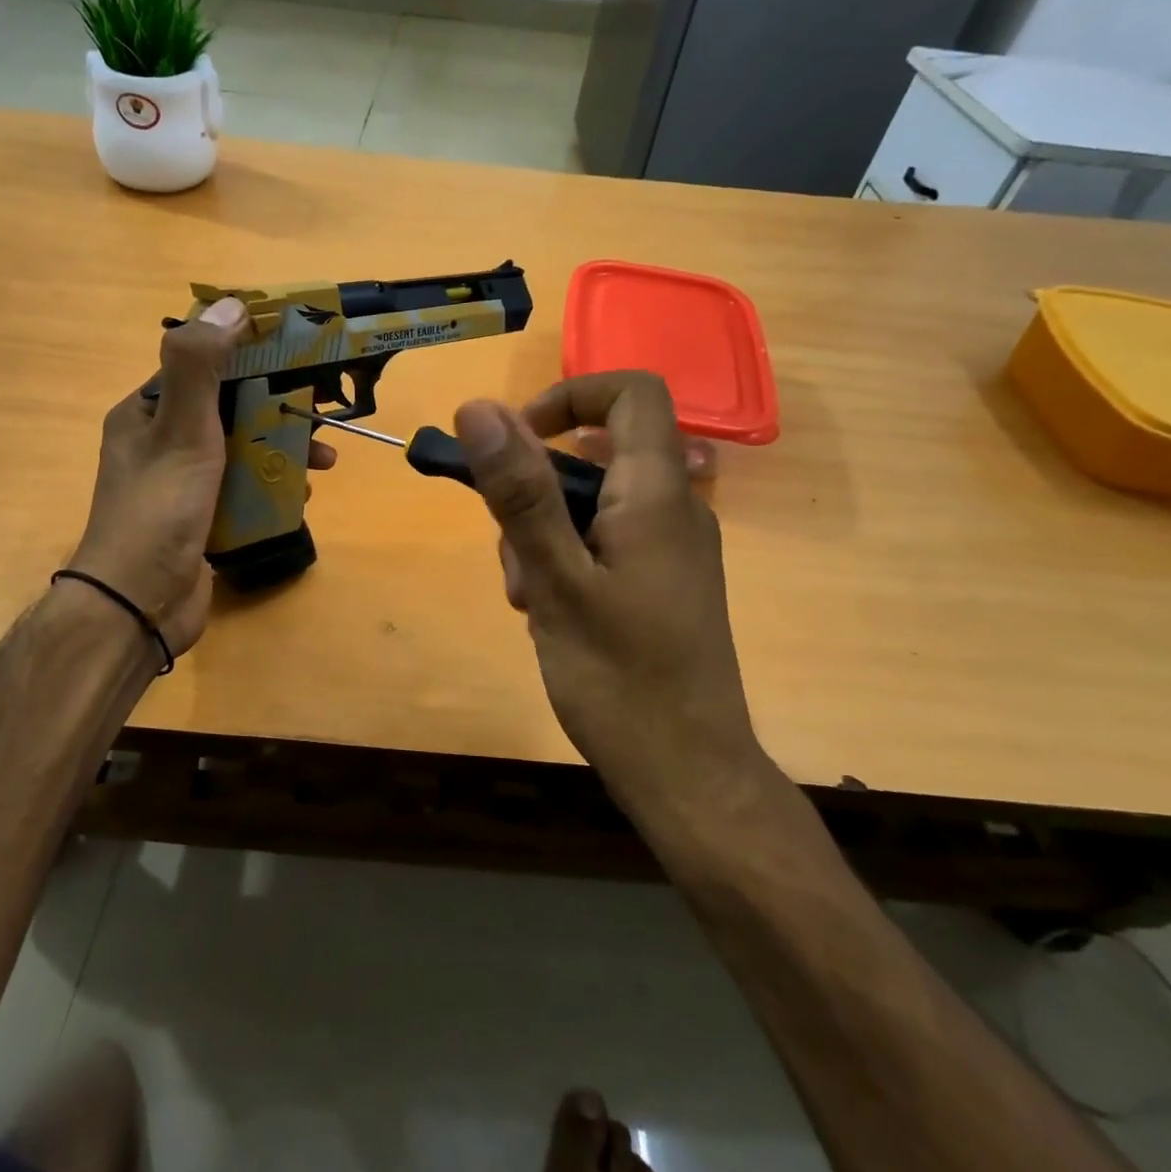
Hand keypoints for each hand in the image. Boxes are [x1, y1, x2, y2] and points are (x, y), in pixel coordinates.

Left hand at [70, 298, 335, 656]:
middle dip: (278, 408)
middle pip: (230, 408)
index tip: (296, 351)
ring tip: (325, 461)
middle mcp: (162, 442)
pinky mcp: (203, 518)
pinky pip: (244, 489)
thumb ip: (201, 365)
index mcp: (147, 412)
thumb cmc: (160, 508)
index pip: (202, 366)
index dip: (249, 353)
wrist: (140, 604)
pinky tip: (302, 496)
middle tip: (323, 411)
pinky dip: (273, 487)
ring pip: (243, 450)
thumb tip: (231, 303)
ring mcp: (183, 484)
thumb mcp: (181, 428)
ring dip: (283, 450)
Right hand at [452, 373, 776, 835]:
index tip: (517, 439)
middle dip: (536, 489)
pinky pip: (604, 542)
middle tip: (513, 555)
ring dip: (543, 534)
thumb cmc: (621, 681)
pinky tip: (548, 614)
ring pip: (591, 504)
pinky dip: (566, 560)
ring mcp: (670, 548)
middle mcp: (673, 509)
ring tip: (529, 599)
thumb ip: (520, 493)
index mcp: (656, 494)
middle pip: (596, 454)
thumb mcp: (555, 581)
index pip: (631, 393)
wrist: (690, 778)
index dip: (570, 395)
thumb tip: (480, 408)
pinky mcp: (661, 582)